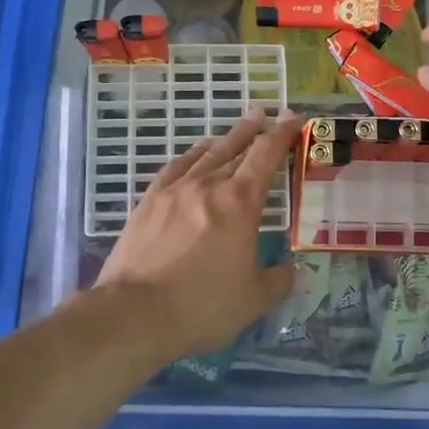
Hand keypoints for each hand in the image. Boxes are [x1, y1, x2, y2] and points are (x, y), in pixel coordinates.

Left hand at [95, 110, 300, 357]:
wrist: (133, 314)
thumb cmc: (201, 306)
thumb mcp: (253, 300)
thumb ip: (279, 281)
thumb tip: (294, 273)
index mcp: (240, 203)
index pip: (266, 156)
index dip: (283, 134)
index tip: (295, 119)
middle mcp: (208, 186)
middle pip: (236, 148)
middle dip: (256, 130)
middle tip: (267, 114)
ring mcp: (174, 191)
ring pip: (206, 155)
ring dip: (226, 139)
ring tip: (238, 129)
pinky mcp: (148, 202)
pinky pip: (175, 168)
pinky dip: (191, 156)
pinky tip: (195, 155)